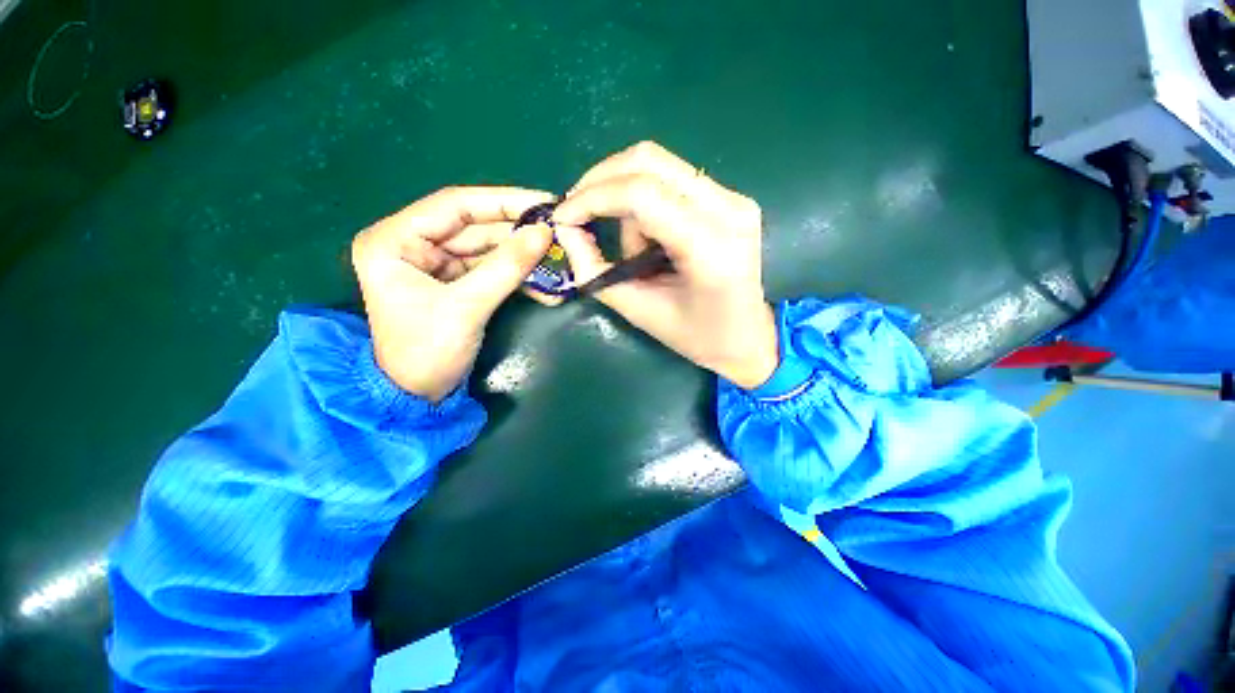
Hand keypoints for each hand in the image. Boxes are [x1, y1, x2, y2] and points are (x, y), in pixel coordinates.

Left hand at [351, 187, 555, 400]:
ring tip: (557, 253)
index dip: (502, 201)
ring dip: (521, 254)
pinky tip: (542, 278)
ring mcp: (433, 262)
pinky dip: (515, 272)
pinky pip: (488, 267)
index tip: (542, 202)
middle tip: (557, 229)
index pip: (454, 205)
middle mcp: (410, 243)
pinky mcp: (452, 280)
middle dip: (517, 230)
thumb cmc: (427, 352)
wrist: (416, 395)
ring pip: (485, 247)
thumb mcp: (467, 306)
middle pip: (473, 226)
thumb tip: (543, 233)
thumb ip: (506, 267)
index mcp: (394, 240)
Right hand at [552, 142, 777, 389]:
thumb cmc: (696, 336)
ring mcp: (734, 198)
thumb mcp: (639, 311)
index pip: (642, 194)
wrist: (748, 337)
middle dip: (601, 181)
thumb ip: (595, 271)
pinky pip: (671, 179)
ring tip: (635, 251)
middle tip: (577, 212)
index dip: (593, 197)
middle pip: (648, 161)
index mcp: (710, 248)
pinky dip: (645, 200)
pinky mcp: (730, 197)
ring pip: (657, 166)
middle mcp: (729, 209)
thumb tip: (566, 231)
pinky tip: (650, 238)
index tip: (563, 217)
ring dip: (626, 200)